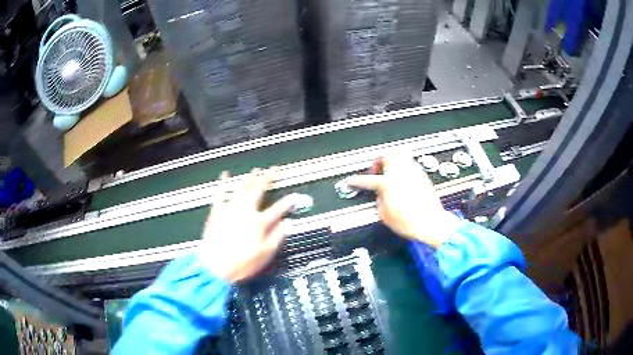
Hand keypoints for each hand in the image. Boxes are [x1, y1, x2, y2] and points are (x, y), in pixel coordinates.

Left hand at [199, 168, 294, 281]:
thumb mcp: (265, 254)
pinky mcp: (217, 211)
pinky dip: (223, 183)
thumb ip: (277, 237)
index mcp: (259, 223)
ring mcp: (230, 209)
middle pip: (259, 190)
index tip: (293, 197)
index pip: (278, 209)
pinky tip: (225, 175)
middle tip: (273, 170)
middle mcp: (246, 211)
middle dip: (267, 179)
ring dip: (249, 178)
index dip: (288, 202)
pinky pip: (220, 193)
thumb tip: (287, 225)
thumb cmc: (242, 263)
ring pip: (241, 188)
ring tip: (255, 170)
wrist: (215, 266)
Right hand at [347, 154, 461, 247]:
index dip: (357, 180)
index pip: (368, 179)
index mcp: (388, 184)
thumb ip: (379, 201)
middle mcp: (401, 174)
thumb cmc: (410, 222)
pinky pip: (410, 162)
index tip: (352, 181)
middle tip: (375, 169)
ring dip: (391, 158)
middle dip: (378, 160)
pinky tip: (402, 172)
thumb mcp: (385, 216)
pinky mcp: (422, 176)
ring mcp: (413, 173)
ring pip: (400, 154)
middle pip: (387, 156)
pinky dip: (403, 163)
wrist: (431, 223)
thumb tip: (379, 195)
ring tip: (388, 167)